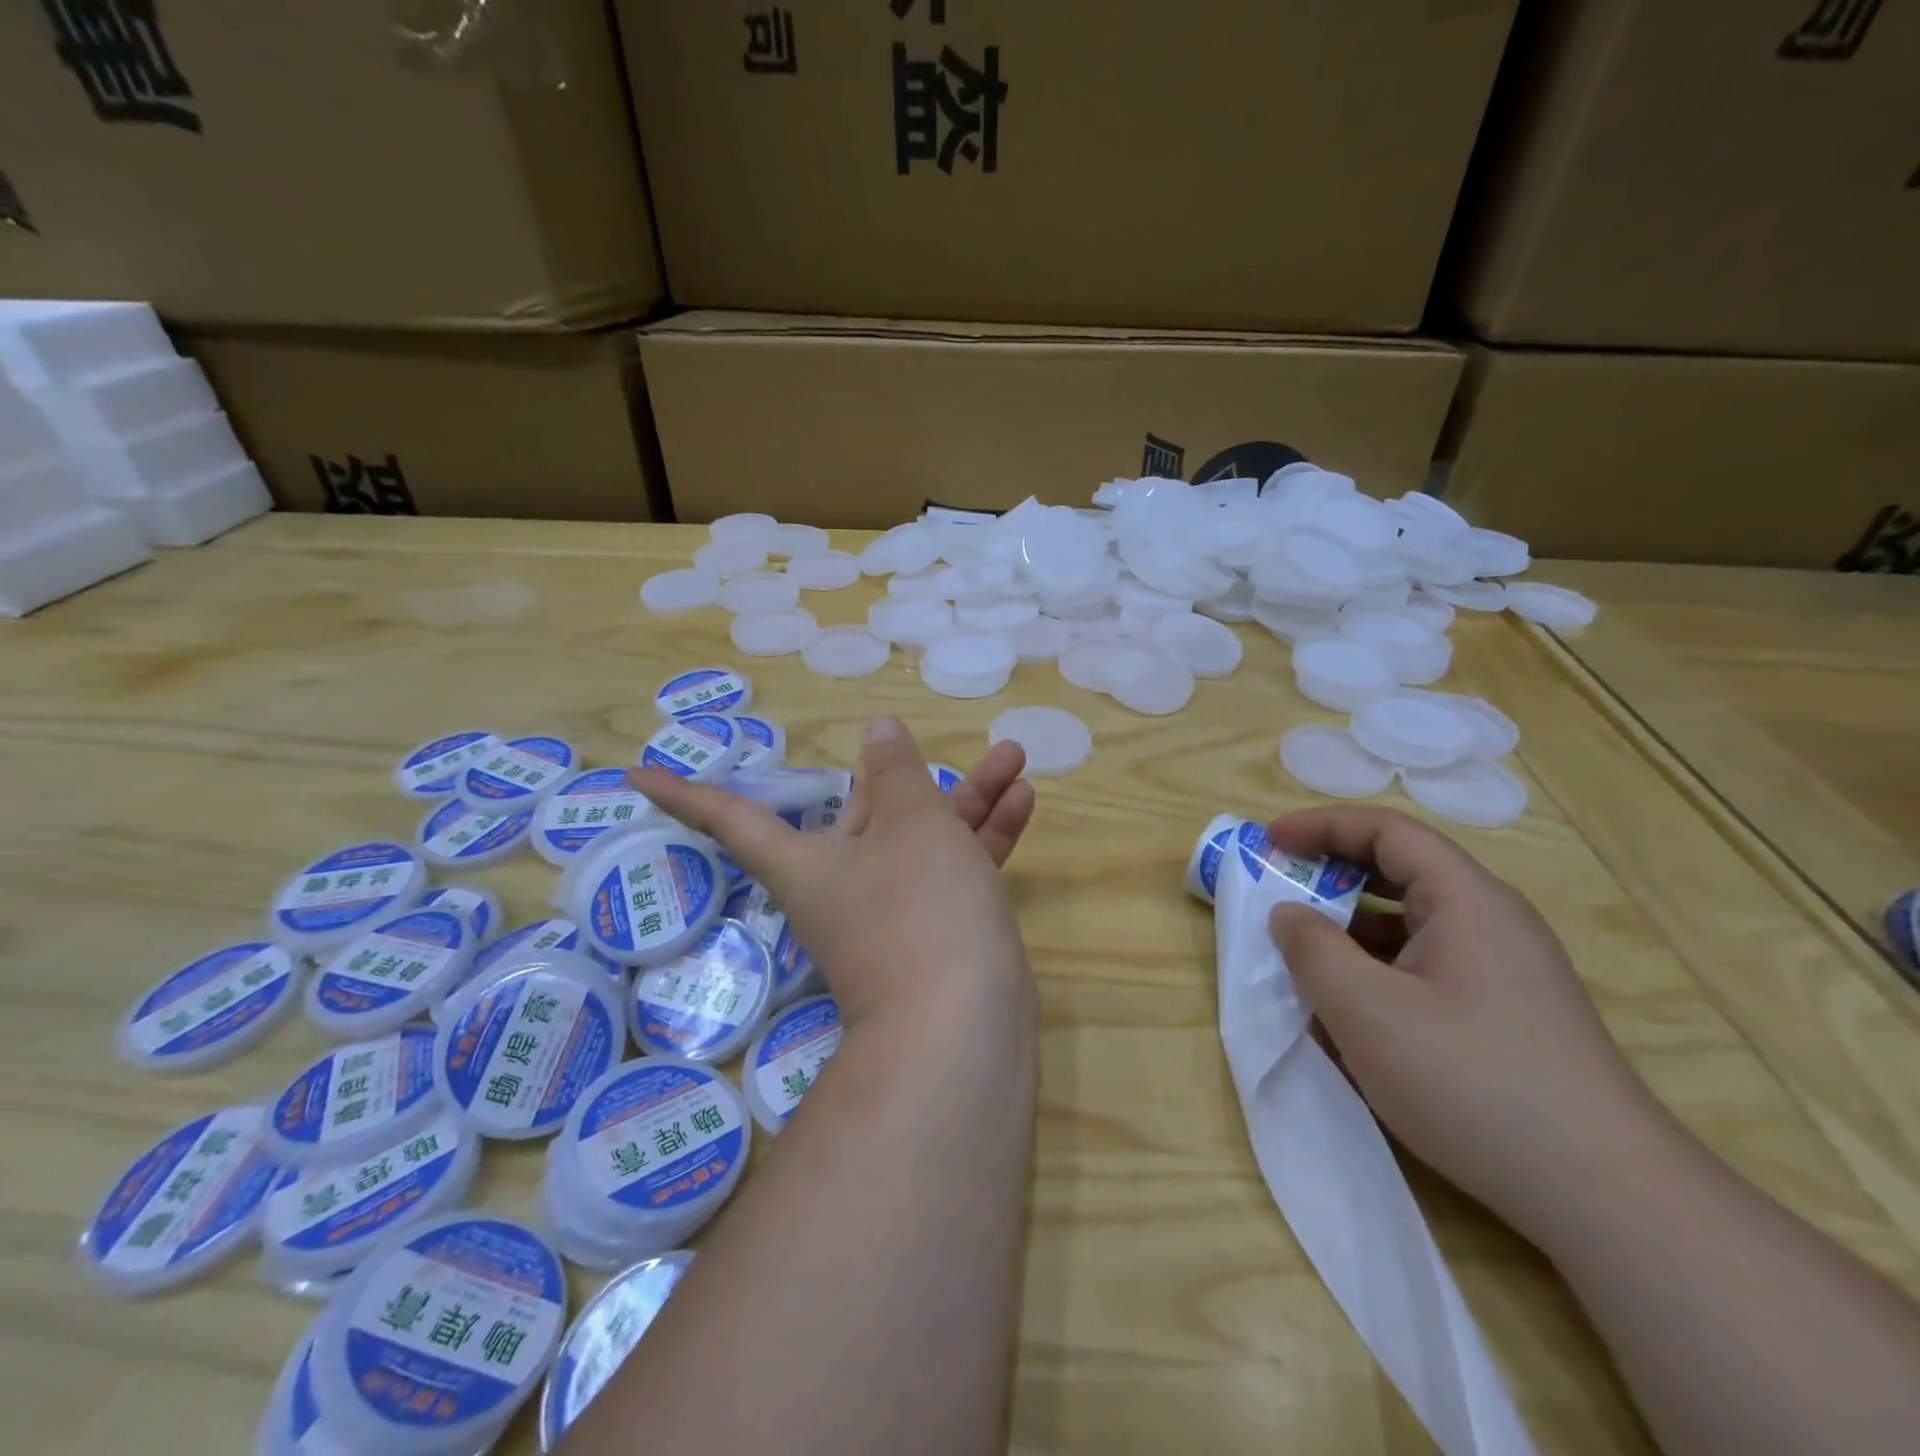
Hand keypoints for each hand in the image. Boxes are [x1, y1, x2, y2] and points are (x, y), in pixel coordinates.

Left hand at [633, 718, 1036, 1029]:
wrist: (965, 1025)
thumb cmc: (921, 907)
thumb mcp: (911, 823)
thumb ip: (897, 773)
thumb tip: (878, 733)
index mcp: (808, 861)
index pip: (730, 818)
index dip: (685, 793)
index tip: (636, 774)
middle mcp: (845, 885)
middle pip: (866, 815)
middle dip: (907, 775)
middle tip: (934, 743)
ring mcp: (895, 911)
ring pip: (924, 839)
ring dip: (966, 799)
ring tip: (1012, 756)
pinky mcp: (938, 931)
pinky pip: (955, 871)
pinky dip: (983, 838)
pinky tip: (1021, 800)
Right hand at [1264, 807, 1670, 1240]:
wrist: (1607, 1196)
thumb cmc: (1473, 1082)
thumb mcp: (1366, 1011)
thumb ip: (1312, 950)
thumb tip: (1288, 914)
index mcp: (1466, 900)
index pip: (1387, 831)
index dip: (1322, 825)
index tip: (1269, 841)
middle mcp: (1491, 921)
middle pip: (1401, 871)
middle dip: (1332, 874)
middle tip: (1278, 890)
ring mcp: (1504, 970)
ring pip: (1411, 924)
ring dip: (1351, 927)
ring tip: (1302, 955)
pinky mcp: (1506, 1014)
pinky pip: (1426, 965)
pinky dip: (1378, 967)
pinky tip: (1352, 1009)